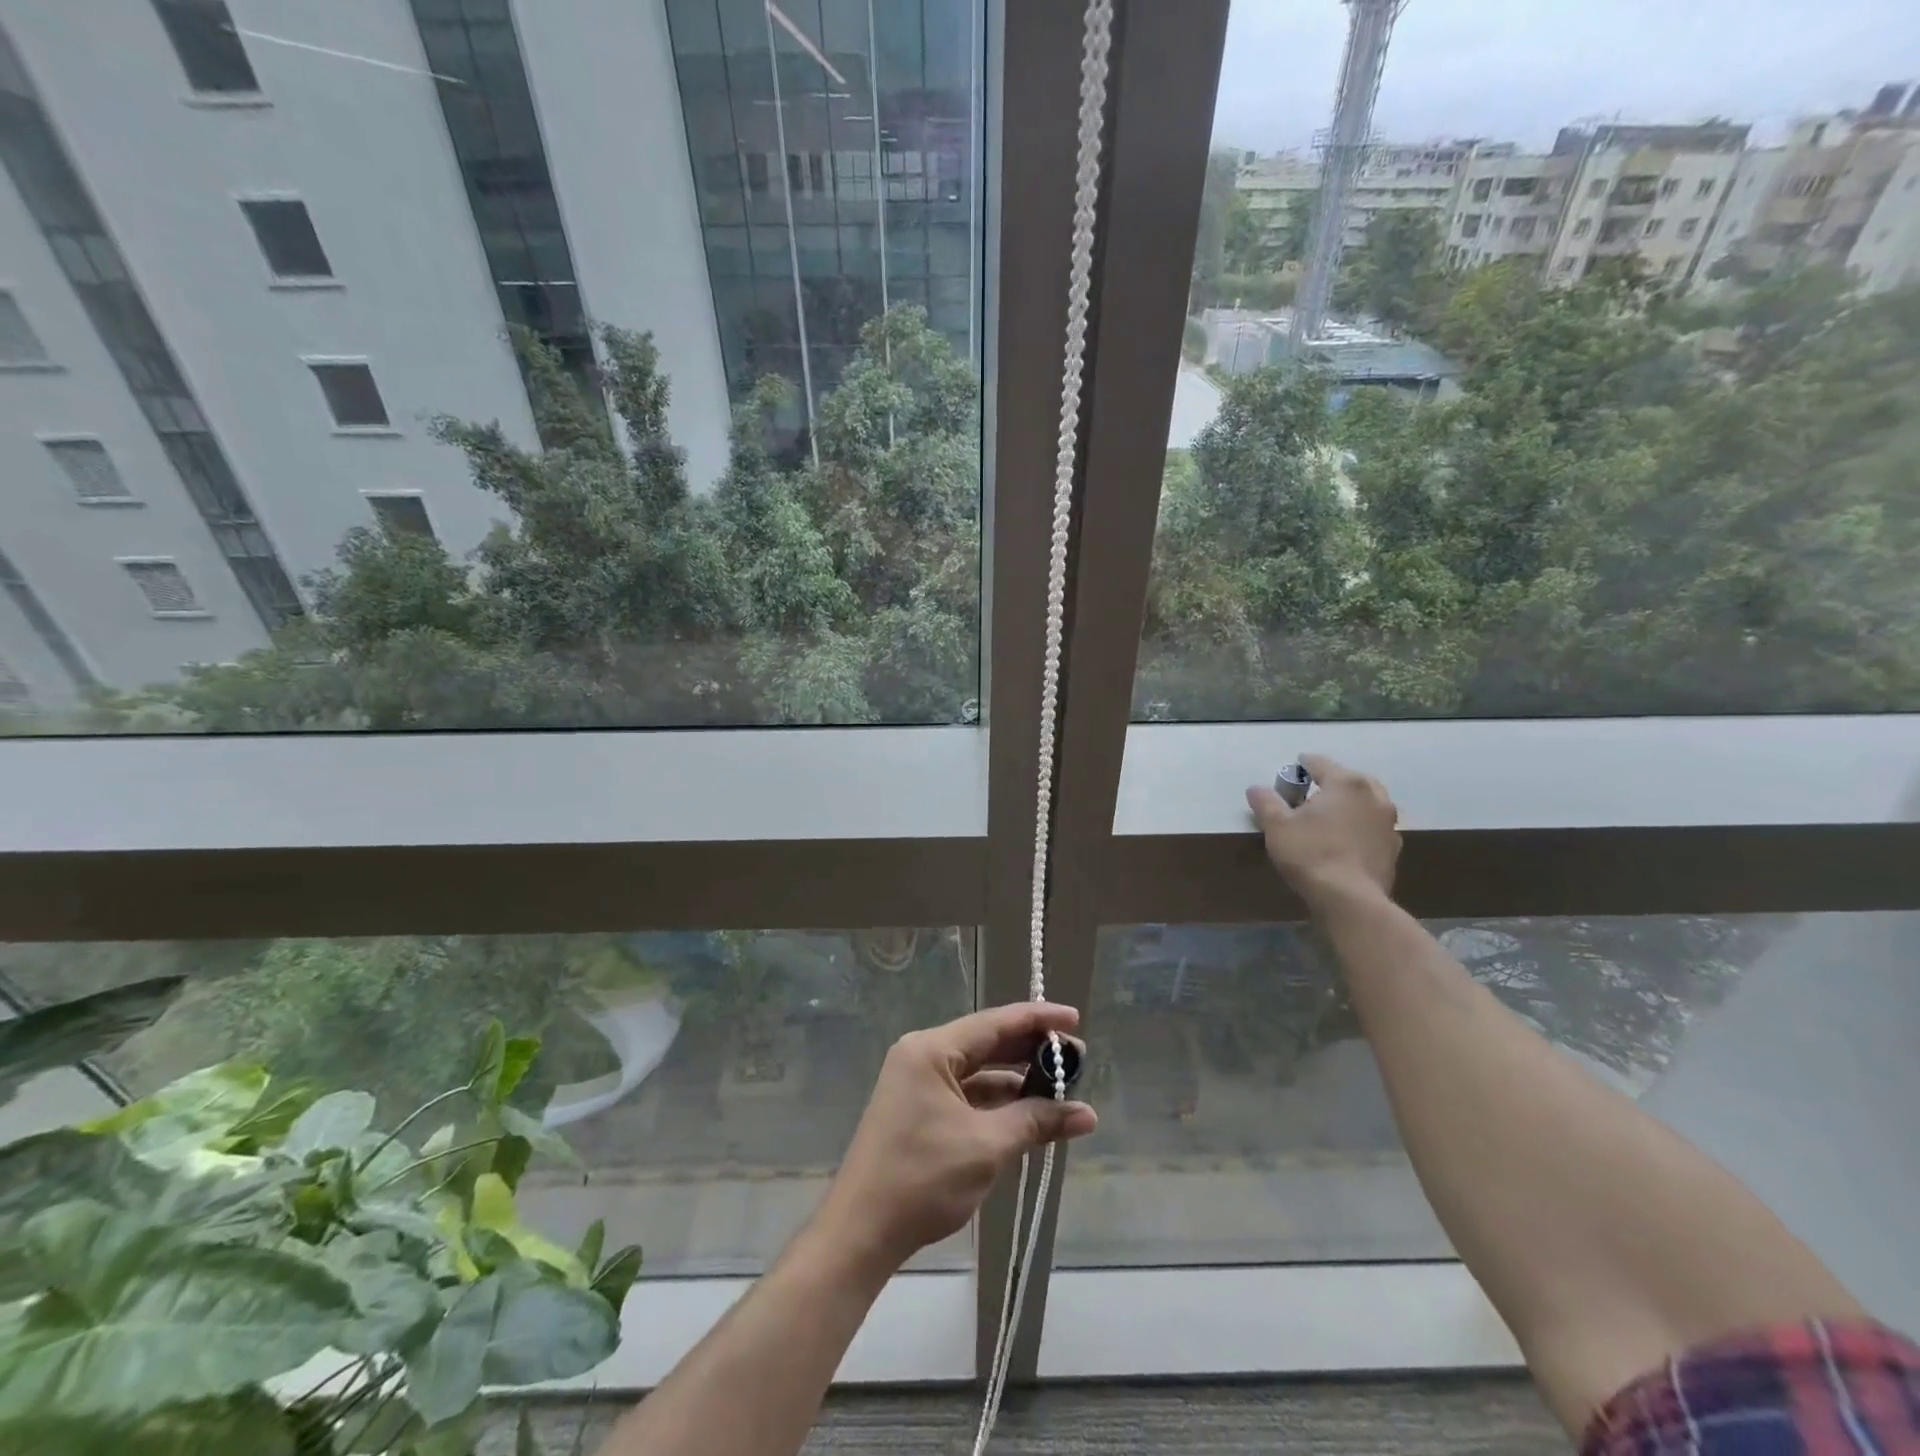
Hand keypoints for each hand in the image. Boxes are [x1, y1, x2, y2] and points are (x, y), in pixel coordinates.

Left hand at [816, 1003, 1095, 1271]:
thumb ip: (1036, 1121)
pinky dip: (997, 1102)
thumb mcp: (986, 1147)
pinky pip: (967, 1094)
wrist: (861, 1232)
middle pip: (987, 1043)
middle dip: (1031, 1052)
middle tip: (1076, 1059)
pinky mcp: (919, 1110)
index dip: (1038, 1020)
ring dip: (1017, 1080)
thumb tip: (1086, 1113)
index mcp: (931, 1050)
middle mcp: (923, 1056)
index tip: (1074, 1019)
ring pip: (978, 1071)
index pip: (995, 1022)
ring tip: (1061, 1088)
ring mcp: (918, 1083)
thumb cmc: (922, 1179)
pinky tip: (1030, 1113)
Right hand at [1247, 753, 1401, 911]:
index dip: (1303, 763)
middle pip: (1349, 779)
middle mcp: (1373, 796)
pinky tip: (1345, 840)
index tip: (1293, 767)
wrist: (1350, 899)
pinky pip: (1373, 827)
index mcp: (1346, 783)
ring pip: (1366, 802)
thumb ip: (1266, 802)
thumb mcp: (1276, 826)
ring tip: (1330, 816)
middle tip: (1311, 792)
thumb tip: (1256, 788)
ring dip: (1349, 804)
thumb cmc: (1311, 853)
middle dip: (1331, 782)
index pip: (1320, 763)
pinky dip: (1360, 827)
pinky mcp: (1393, 848)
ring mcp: (1388, 822)